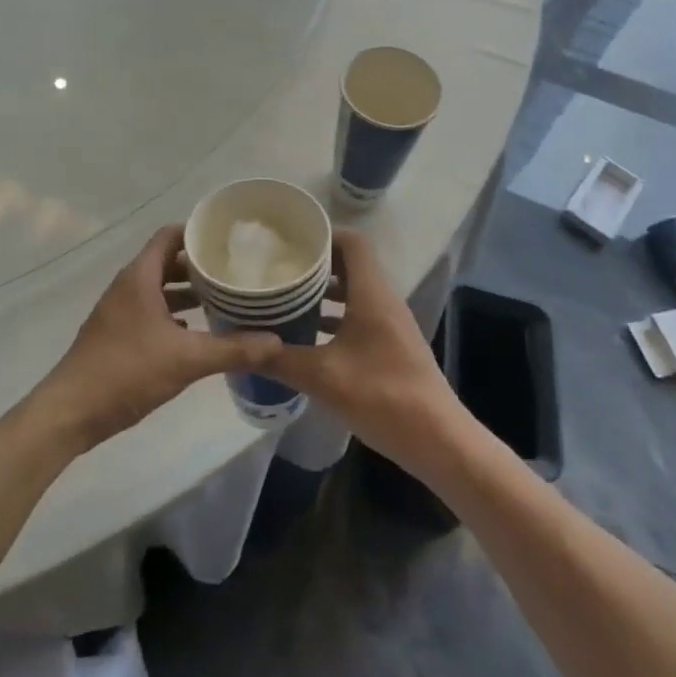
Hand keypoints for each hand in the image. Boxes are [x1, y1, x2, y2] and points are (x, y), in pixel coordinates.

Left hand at [28, 226, 280, 453]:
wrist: (71, 411)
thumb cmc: (126, 371)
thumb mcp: (186, 360)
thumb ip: (232, 349)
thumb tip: (276, 342)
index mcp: (140, 277)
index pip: (169, 236)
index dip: (197, 232)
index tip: (229, 239)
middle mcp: (128, 286)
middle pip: (167, 262)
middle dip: (199, 265)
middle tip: (235, 271)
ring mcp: (120, 311)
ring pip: (159, 290)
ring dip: (187, 293)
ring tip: (224, 300)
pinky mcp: (118, 335)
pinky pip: (151, 312)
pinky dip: (174, 316)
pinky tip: (198, 332)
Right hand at [265, 229, 466, 475]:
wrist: (438, 441)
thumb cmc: (383, 396)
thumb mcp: (323, 377)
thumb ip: (279, 359)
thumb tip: (237, 348)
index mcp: (372, 294)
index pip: (352, 242)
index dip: (323, 235)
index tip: (289, 241)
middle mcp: (384, 300)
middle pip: (350, 264)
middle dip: (315, 263)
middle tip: (278, 267)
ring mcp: (390, 324)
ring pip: (354, 291)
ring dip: (323, 291)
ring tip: (285, 296)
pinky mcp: (390, 346)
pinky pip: (359, 315)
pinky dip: (334, 316)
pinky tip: (308, 335)